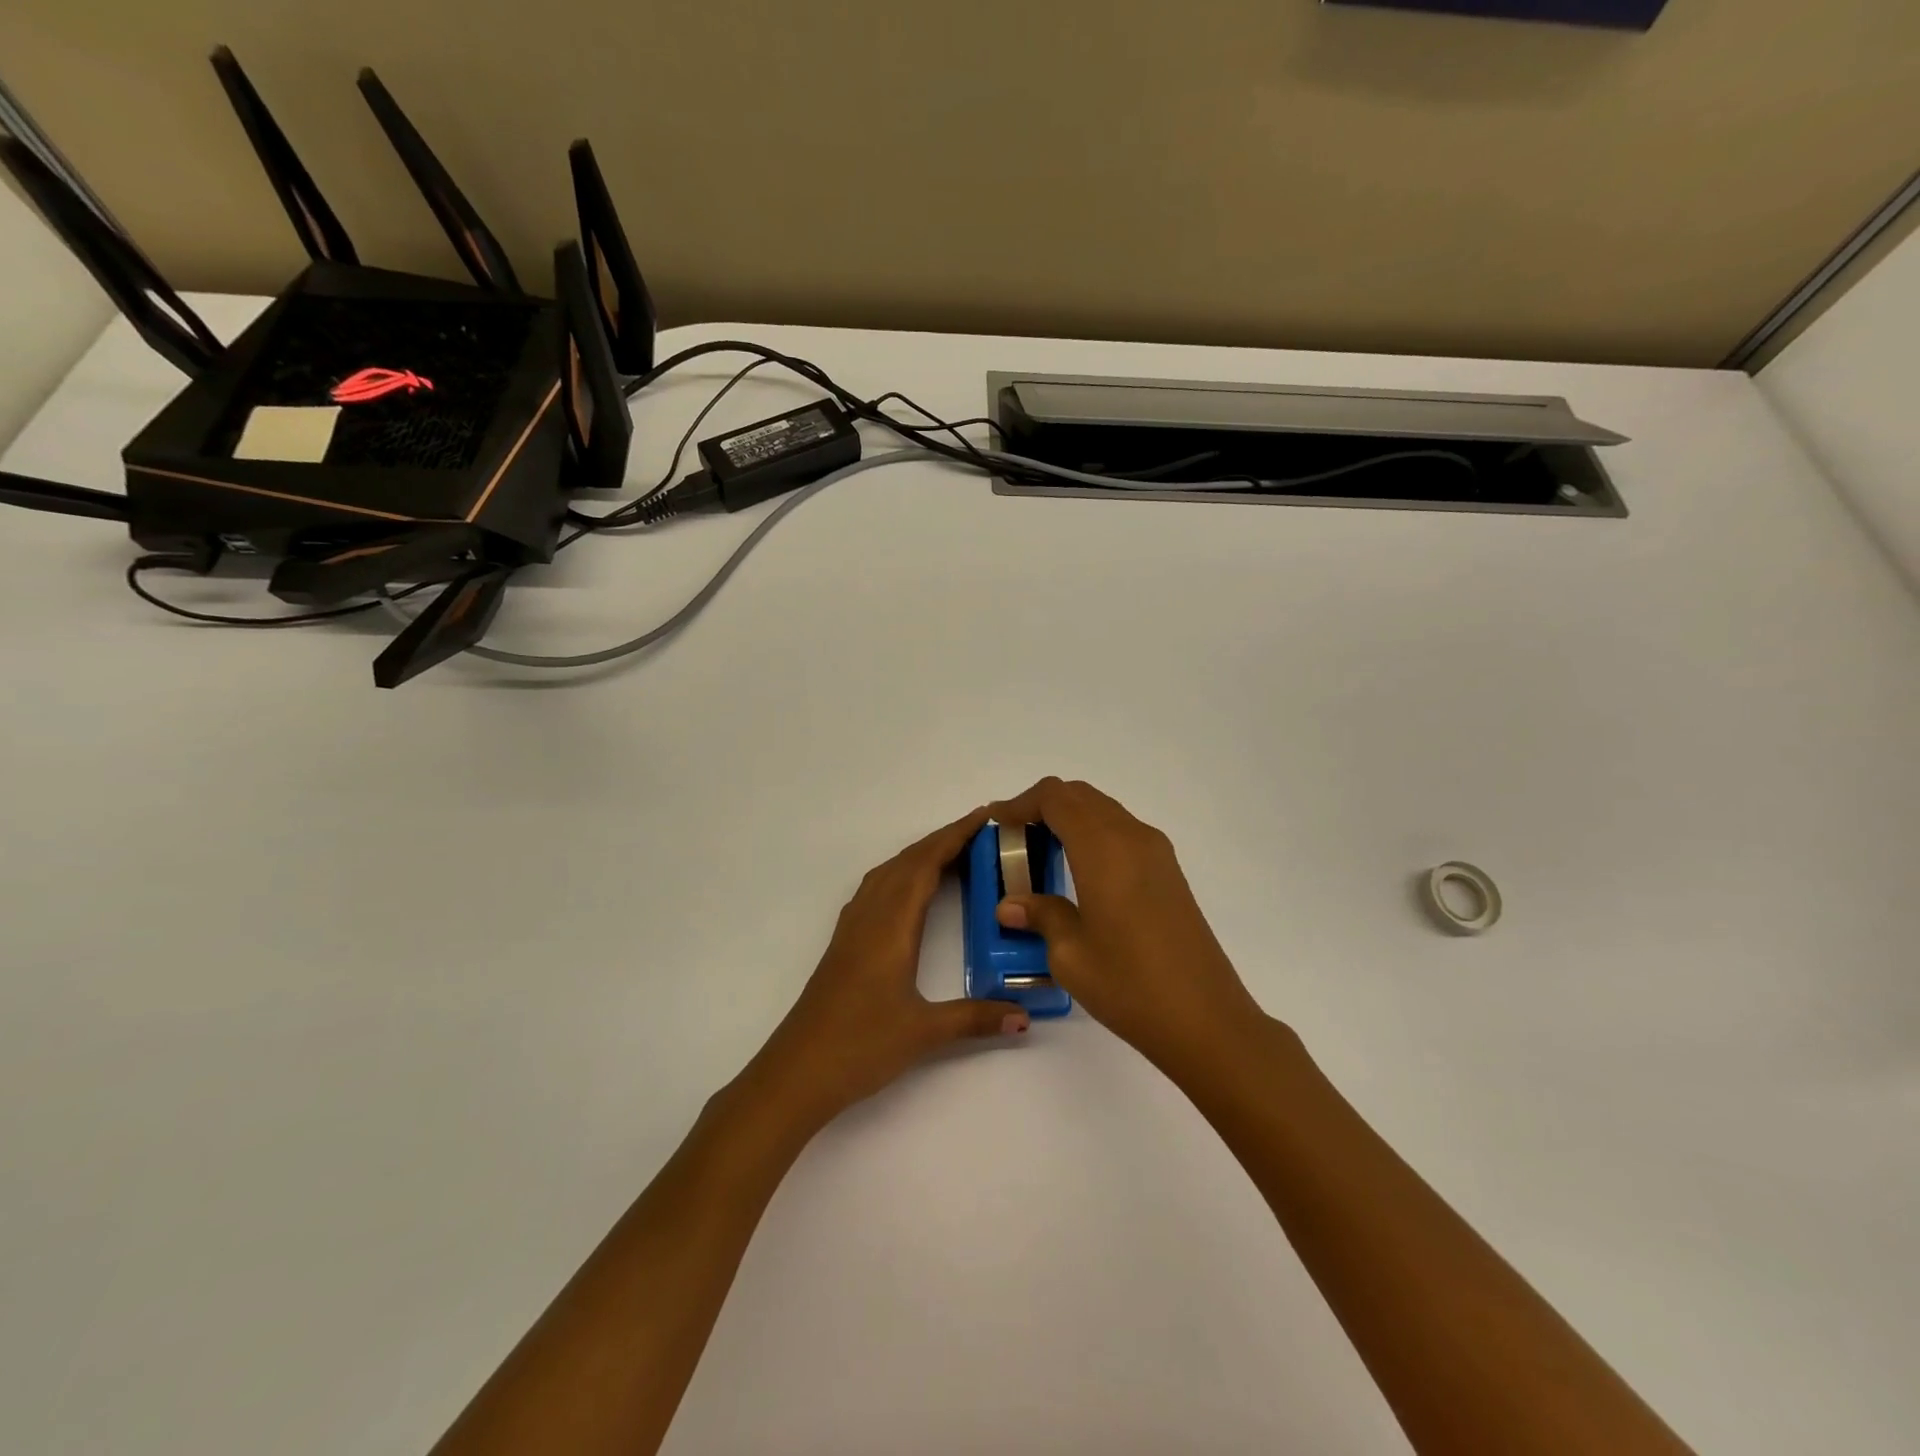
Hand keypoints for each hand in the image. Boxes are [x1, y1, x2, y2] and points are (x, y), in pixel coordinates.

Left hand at [743, 808, 1028, 1132]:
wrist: (796, 1072)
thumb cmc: (859, 1045)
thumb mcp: (924, 1032)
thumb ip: (976, 1019)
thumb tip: (1024, 1015)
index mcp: (891, 925)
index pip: (926, 864)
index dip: (955, 836)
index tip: (985, 817)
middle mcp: (870, 915)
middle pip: (907, 861)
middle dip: (943, 840)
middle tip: (982, 832)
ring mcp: (853, 927)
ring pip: (888, 873)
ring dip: (920, 855)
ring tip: (954, 854)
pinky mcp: (844, 942)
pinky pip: (876, 889)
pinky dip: (901, 874)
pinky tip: (910, 891)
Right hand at [985, 778, 1265, 1073]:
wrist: (1206, 1019)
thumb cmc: (1130, 985)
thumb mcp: (1070, 954)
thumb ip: (1040, 915)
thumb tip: (1010, 904)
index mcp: (1103, 848)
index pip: (1055, 798)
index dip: (1021, 803)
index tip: (997, 823)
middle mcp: (1132, 837)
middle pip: (1081, 796)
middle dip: (1043, 806)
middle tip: (1014, 837)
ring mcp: (1156, 852)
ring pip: (1104, 810)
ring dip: (1070, 818)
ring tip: (1041, 852)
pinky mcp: (1169, 872)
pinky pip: (1122, 831)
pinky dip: (1093, 834)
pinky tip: (1078, 871)